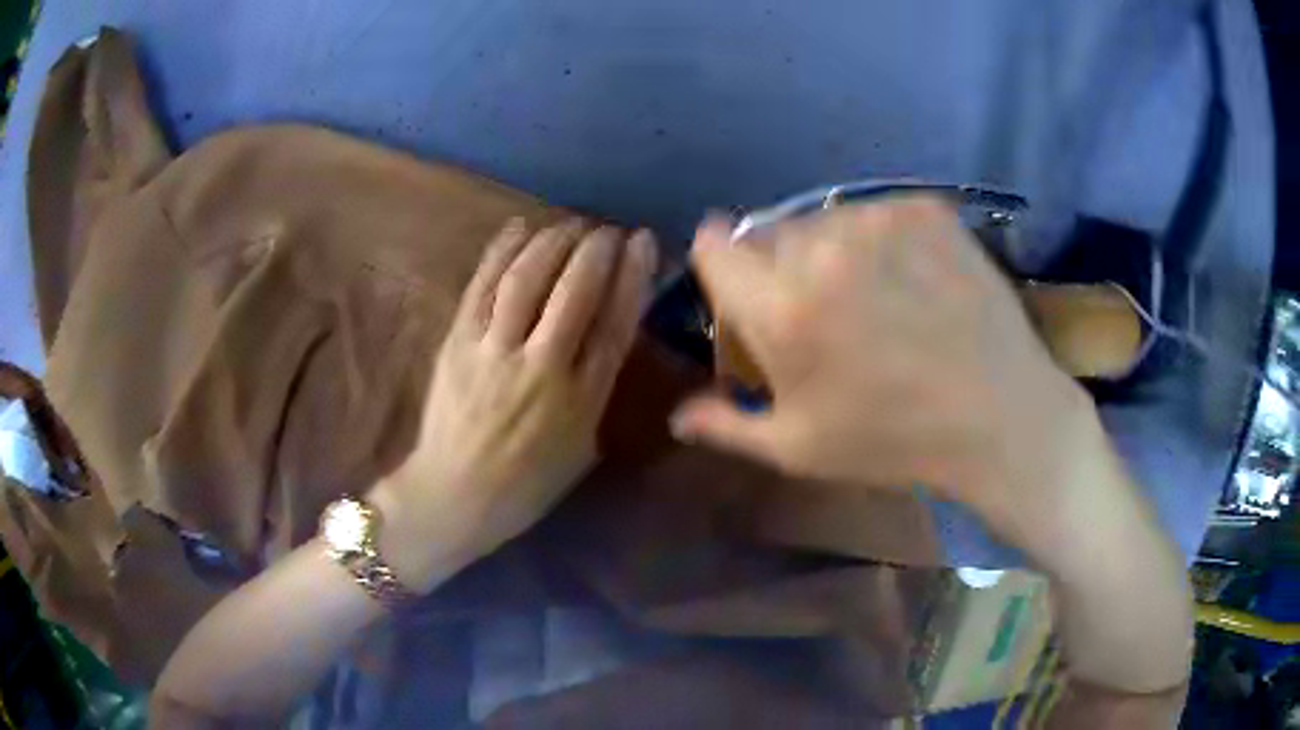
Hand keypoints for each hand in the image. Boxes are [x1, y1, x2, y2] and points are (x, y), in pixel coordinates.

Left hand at [371, 218, 657, 591]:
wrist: (454, 496)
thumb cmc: (526, 484)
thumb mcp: (581, 447)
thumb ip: (597, 391)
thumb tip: (609, 337)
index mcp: (581, 401)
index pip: (615, 323)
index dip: (632, 276)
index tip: (641, 241)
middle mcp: (541, 368)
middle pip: (574, 290)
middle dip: (595, 249)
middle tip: (605, 231)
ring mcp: (494, 352)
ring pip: (528, 279)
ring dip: (553, 242)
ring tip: (569, 225)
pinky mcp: (457, 343)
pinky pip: (482, 286)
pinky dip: (502, 250)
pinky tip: (520, 227)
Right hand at [671, 198, 1102, 553]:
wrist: (1000, 416)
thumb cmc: (895, 440)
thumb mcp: (800, 449)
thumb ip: (727, 425)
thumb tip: (676, 416)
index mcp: (780, 306)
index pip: (713, 245)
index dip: (721, 265)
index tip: (743, 289)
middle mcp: (821, 246)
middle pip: (769, 232)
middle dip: (780, 267)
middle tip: (822, 313)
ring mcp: (878, 220)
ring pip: (824, 219)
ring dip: (832, 251)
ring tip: (874, 298)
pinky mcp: (924, 209)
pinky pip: (877, 214)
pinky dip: (882, 241)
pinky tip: (913, 281)